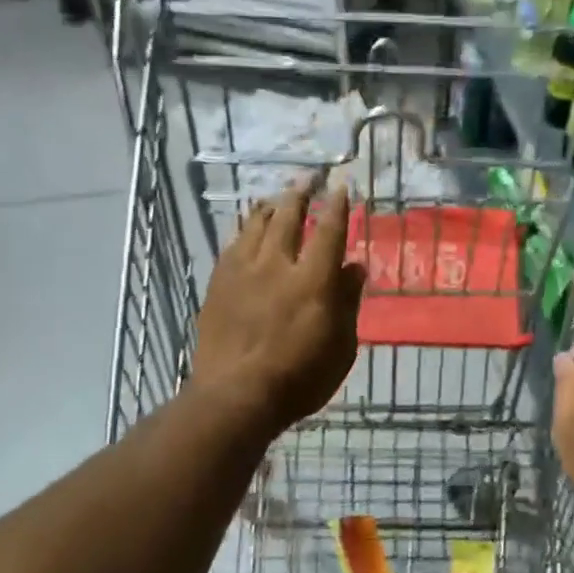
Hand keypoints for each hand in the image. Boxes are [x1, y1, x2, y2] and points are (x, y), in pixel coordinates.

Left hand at [192, 183, 365, 436]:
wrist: (236, 394)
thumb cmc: (299, 378)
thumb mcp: (341, 347)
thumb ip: (347, 303)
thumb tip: (354, 267)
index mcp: (313, 280)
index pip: (328, 231)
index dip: (336, 206)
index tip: (340, 186)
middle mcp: (277, 265)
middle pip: (288, 217)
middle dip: (300, 193)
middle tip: (307, 177)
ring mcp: (243, 272)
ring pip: (256, 225)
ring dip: (270, 207)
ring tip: (277, 198)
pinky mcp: (218, 284)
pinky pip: (233, 244)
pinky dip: (245, 230)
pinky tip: (247, 230)